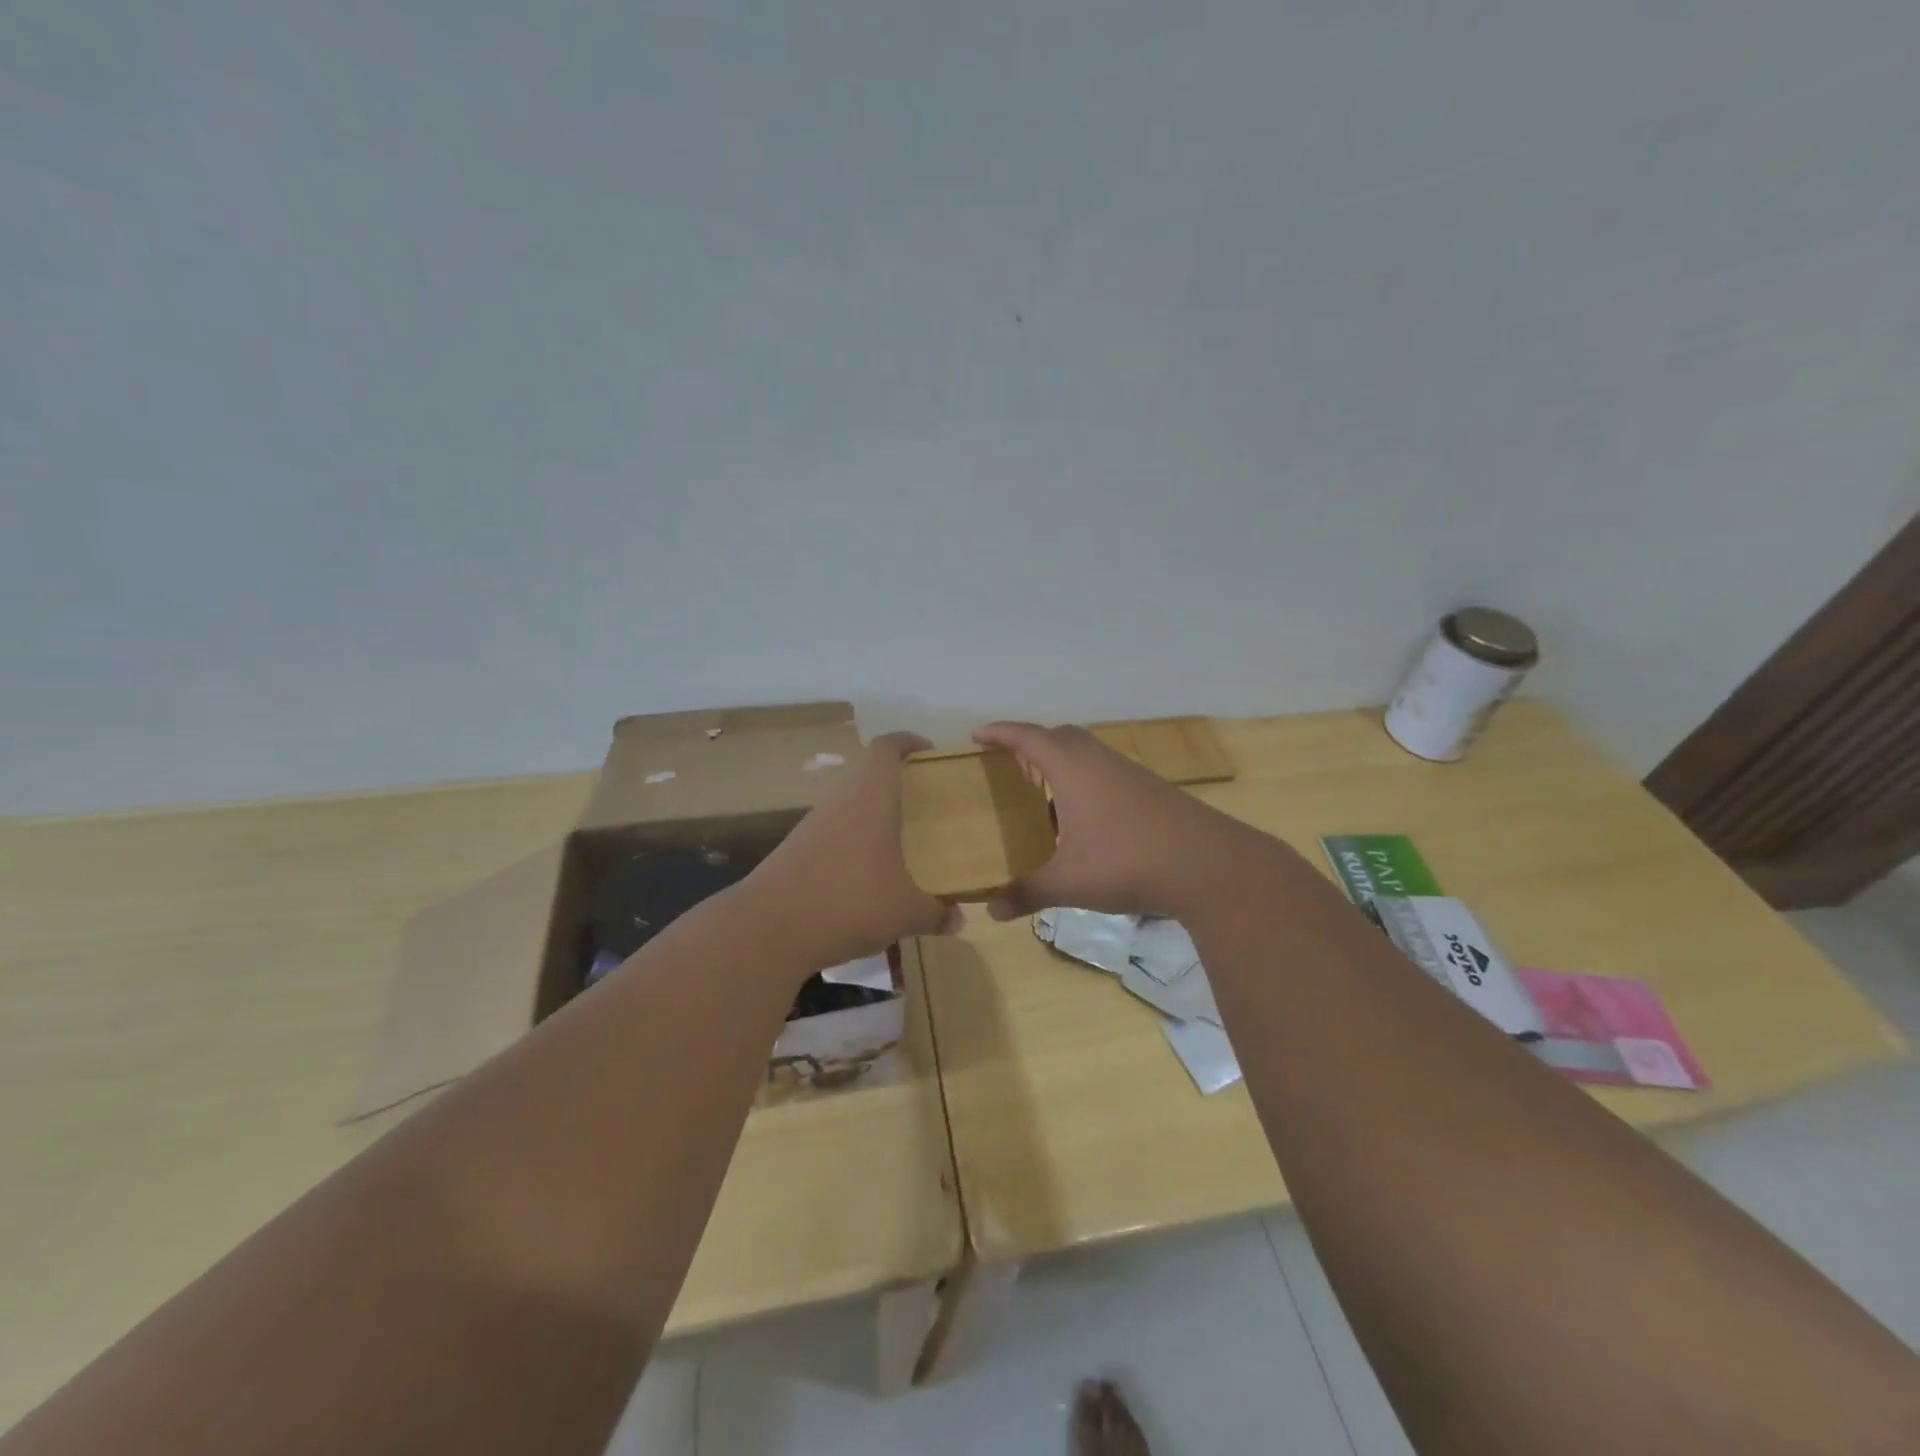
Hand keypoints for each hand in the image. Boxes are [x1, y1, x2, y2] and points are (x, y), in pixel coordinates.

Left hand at [746, 732, 960, 968]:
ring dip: (875, 815)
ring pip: (850, 805)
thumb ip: (936, 912)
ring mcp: (813, 825)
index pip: (887, 747)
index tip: (931, 753)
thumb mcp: (905, 912)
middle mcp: (840, 800)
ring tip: (904, 841)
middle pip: (869, 774)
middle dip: (898, 783)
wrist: (767, 929)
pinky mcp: (796, 850)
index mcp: (870, 796)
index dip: (909, 742)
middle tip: (928, 804)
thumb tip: (959, 919)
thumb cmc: (848, 902)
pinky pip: (834, 833)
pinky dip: (855, 842)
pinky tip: (870, 875)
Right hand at [971, 721, 1257, 920]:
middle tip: (1009, 763)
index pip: (1028, 736)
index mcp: (1073, 768)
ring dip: (1062, 764)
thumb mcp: (1069, 882)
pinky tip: (1083, 820)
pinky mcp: (1151, 791)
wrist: (1208, 866)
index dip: (999, 733)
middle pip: (1060, 736)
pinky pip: (1106, 773)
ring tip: (1042, 795)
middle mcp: (1100, 761)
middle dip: (1031, 743)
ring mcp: (1130, 774)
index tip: (976, 736)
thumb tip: (990, 911)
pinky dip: (1085, 783)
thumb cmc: (1127, 862)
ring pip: (1087, 754)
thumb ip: (1027, 893)